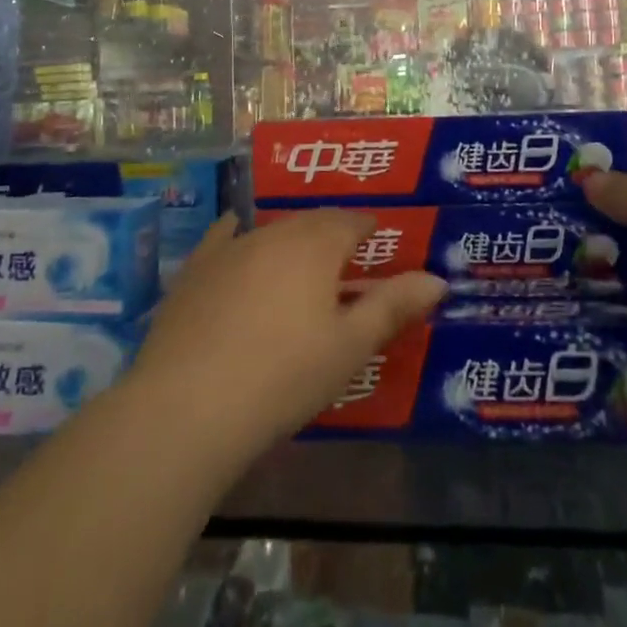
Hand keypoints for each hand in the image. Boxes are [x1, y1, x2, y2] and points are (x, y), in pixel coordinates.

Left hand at [130, 210, 447, 464]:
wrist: (188, 405)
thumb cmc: (284, 376)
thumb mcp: (349, 347)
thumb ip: (393, 307)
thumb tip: (438, 279)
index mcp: (315, 245)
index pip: (350, 221)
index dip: (367, 226)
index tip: (378, 236)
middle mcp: (273, 233)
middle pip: (310, 221)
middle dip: (332, 230)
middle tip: (346, 253)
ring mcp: (228, 248)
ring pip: (270, 230)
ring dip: (291, 238)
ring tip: (300, 259)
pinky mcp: (194, 270)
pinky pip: (222, 237)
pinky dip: (236, 233)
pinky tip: (234, 233)